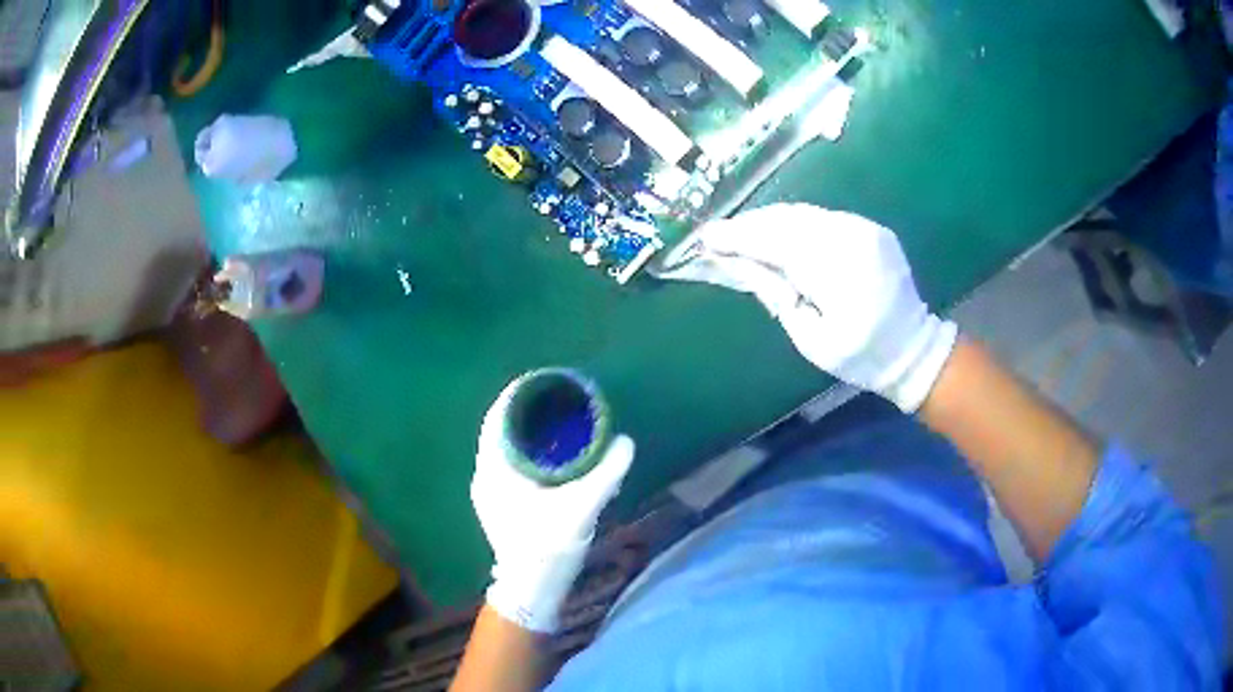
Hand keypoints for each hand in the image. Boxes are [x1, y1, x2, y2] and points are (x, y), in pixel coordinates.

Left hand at [472, 385, 635, 632]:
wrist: (530, 590)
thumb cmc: (547, 547)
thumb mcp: (581, 508)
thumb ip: (605, 474)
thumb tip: (626, 443)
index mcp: (495, 470)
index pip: (497, 418)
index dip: (517, 396)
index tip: (543, 382)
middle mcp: (485, 476)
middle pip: (501, 430)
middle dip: (526, 412)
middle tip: (558, 400)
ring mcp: (490, 492)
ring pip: (505, 449)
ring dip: (527, 433)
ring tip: (558, 423)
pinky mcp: (500, 505)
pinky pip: (510, 465)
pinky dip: (528, 453)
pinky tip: (553, 457)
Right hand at [662, 204, 957, 412]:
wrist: (913, 348)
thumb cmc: (860, 356)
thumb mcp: (810, 338)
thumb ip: (774, 295)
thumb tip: (736, 263)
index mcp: (840, 274)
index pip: (777, 243)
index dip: (740, 237)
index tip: (707, 237)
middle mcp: (854, 239)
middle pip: (789, 220)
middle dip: (751, 225)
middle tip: (720, 236)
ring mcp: (866, 229)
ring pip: (804, 213)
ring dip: (771, 222)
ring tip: (744, 235)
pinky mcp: (872, 228)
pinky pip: (823, 217)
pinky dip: (796, 224)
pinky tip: (780, 235)